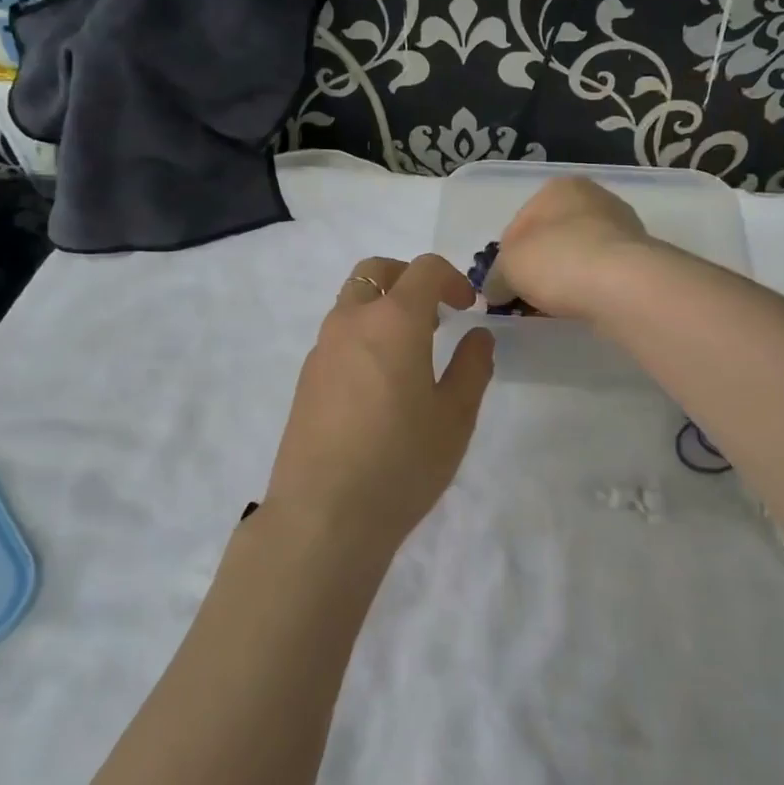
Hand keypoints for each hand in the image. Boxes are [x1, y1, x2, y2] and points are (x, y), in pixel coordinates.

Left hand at [264, 255, 494, 557]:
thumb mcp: (455, 417)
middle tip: (435, 314)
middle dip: (409, 279)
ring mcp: (322, 348)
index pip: (423, 269)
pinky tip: (380, 384)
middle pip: (376, 270)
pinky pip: (338, 334)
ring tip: (410, 352)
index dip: (452, 278)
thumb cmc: (402, 462)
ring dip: (383, 307)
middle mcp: (351, 321)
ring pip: (352, 301)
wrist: (324, 515)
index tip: (467, 307)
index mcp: (393, 321)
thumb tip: (478, 336)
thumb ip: (472, 367)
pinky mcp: (306, 377)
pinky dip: (363, 335)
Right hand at [491, 177, 654, 321]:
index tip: (505, 284)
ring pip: (579, 254)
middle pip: (553, 236)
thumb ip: (496, 277)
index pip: (520, 223)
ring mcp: (622, 226)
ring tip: (555, 305)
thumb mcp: (508, 268)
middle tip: (528, 296)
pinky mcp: (641, 256)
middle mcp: (593, 197)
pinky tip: (582, 304)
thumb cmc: (556, 260)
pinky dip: (590, 286)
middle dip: (539, 264)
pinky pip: (603, 272)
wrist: (623, 284)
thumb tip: (495, 290)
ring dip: (566, 275)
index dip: (507, 256)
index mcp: (557, 187)